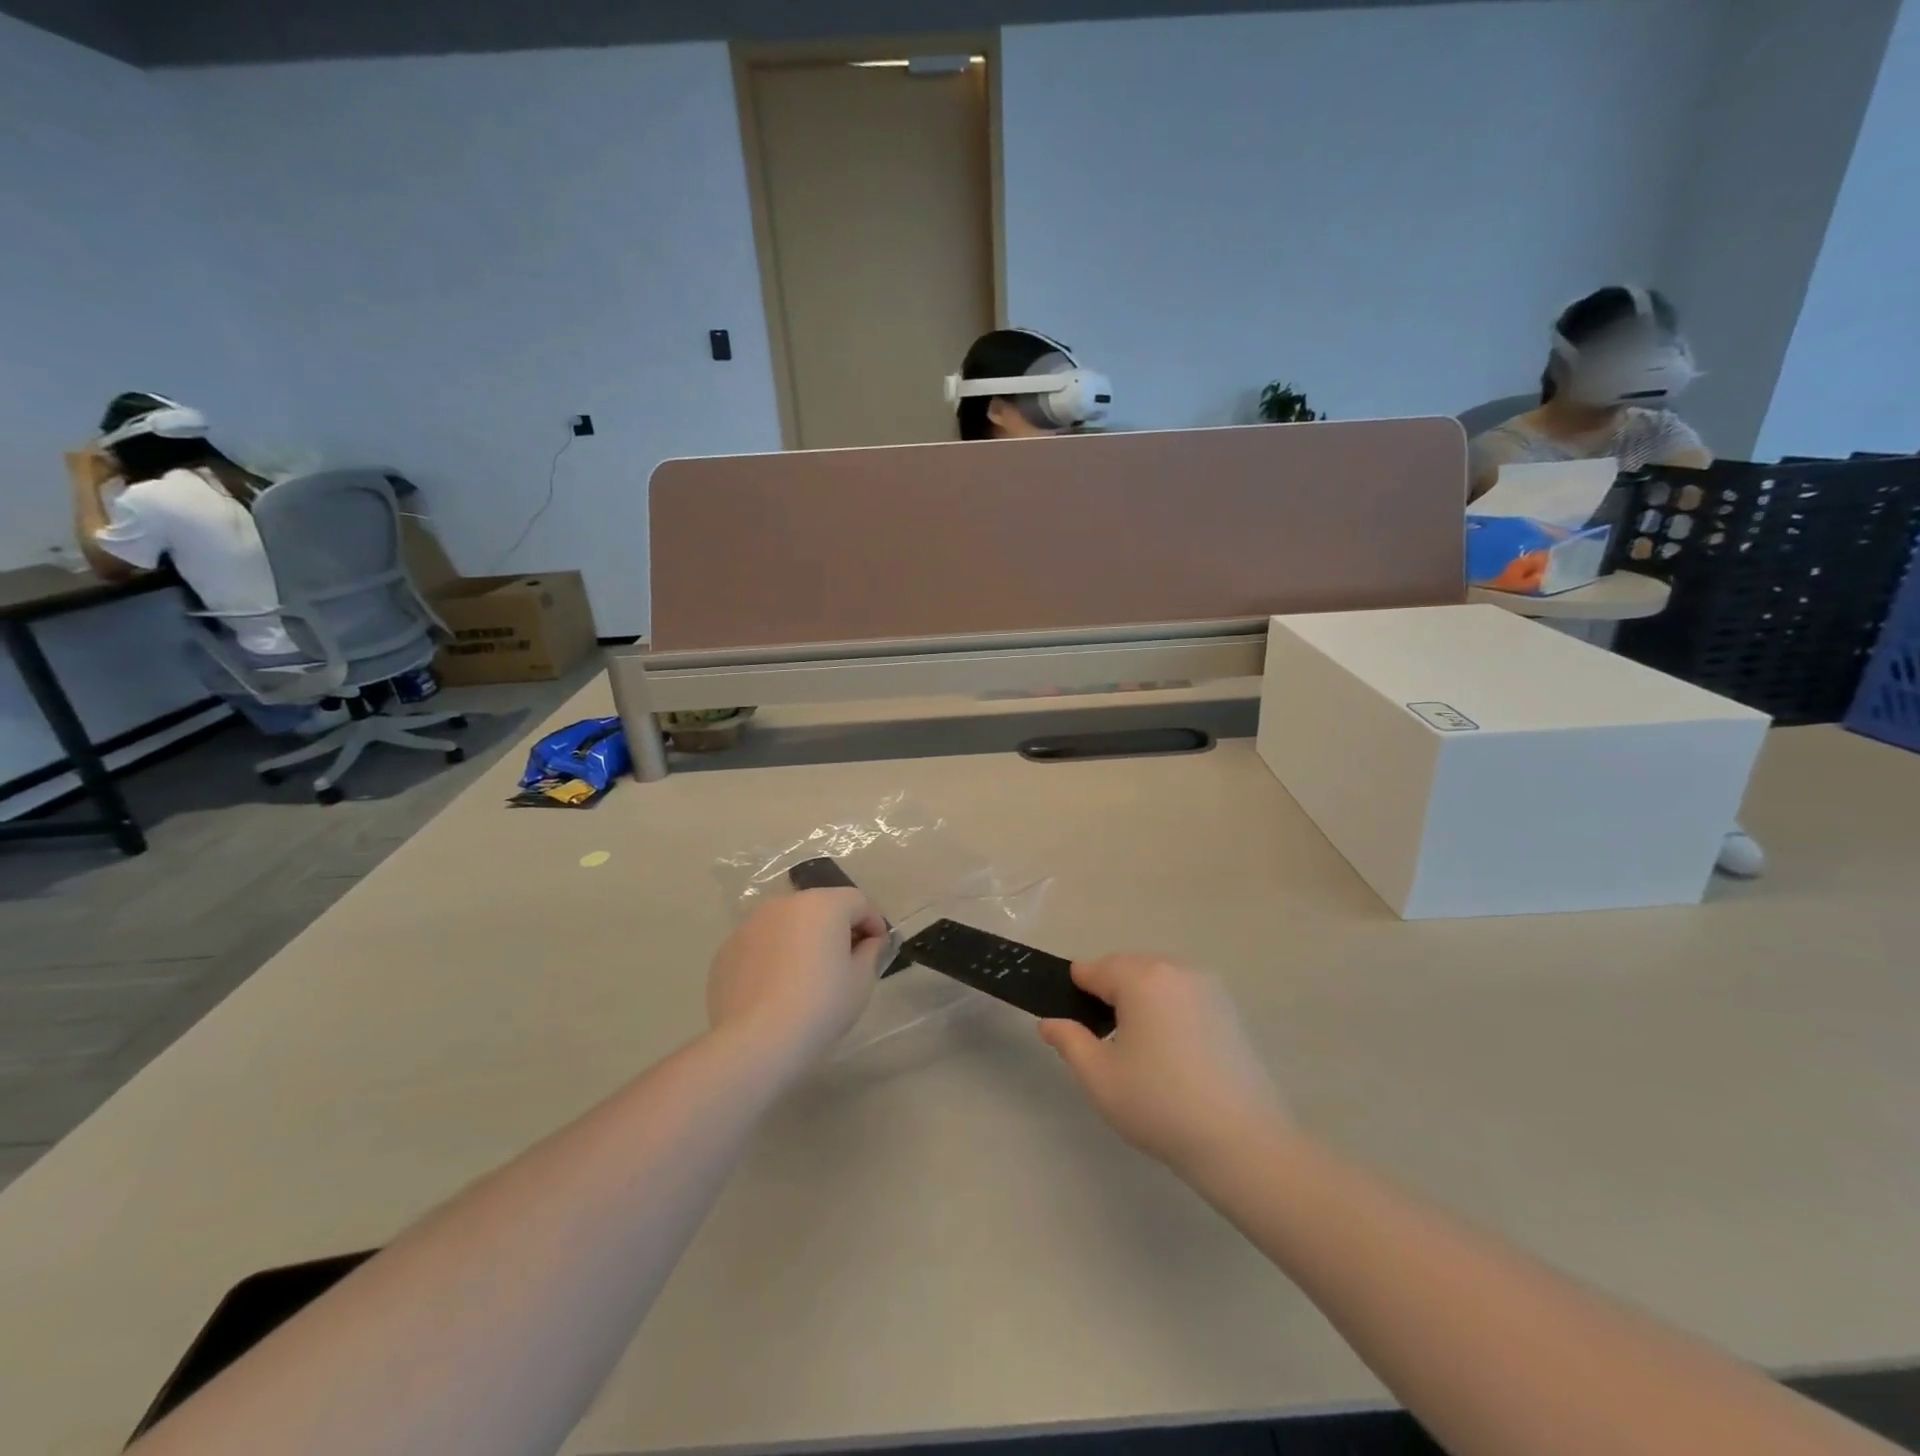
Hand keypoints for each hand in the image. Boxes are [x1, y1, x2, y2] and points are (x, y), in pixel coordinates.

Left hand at [707, 889, 890, 1058]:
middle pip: (821, 907)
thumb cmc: (821, 1005)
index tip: (878, 950)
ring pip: (788, 924)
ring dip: (803, 939)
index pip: (858, 901)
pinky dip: (774, 956)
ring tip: (807, 976)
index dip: (874, 923)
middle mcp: (784, 903)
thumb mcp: (861, 980)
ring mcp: (751, 924)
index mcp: (823, 904)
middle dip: (837, 928)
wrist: (757, 1041)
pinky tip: (776, 989)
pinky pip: (762, 944)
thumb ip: (870, 951)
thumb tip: (869, 942)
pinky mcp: (727, 949)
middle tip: (845, 962)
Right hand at [1040, 955, 1286, 1173]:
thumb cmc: (1159, 1105)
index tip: (1072, 1024)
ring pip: (1156, 979)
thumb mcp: (1099, 1077)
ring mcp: (1207, 986)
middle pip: (1126, 968)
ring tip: (1137, 1049)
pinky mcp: (1227, 1007)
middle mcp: (1175, 969)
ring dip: (1139, 1000)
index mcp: (1141, 977)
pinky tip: (1170, 1052)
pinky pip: (1181, 993)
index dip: (1075, 992)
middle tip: (1103, 1042)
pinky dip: (1167, 1009)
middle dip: (1108, 994)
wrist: (1241, 1141)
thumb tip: (1049, 1022)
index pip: (1093, 969)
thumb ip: (1069, 1040)